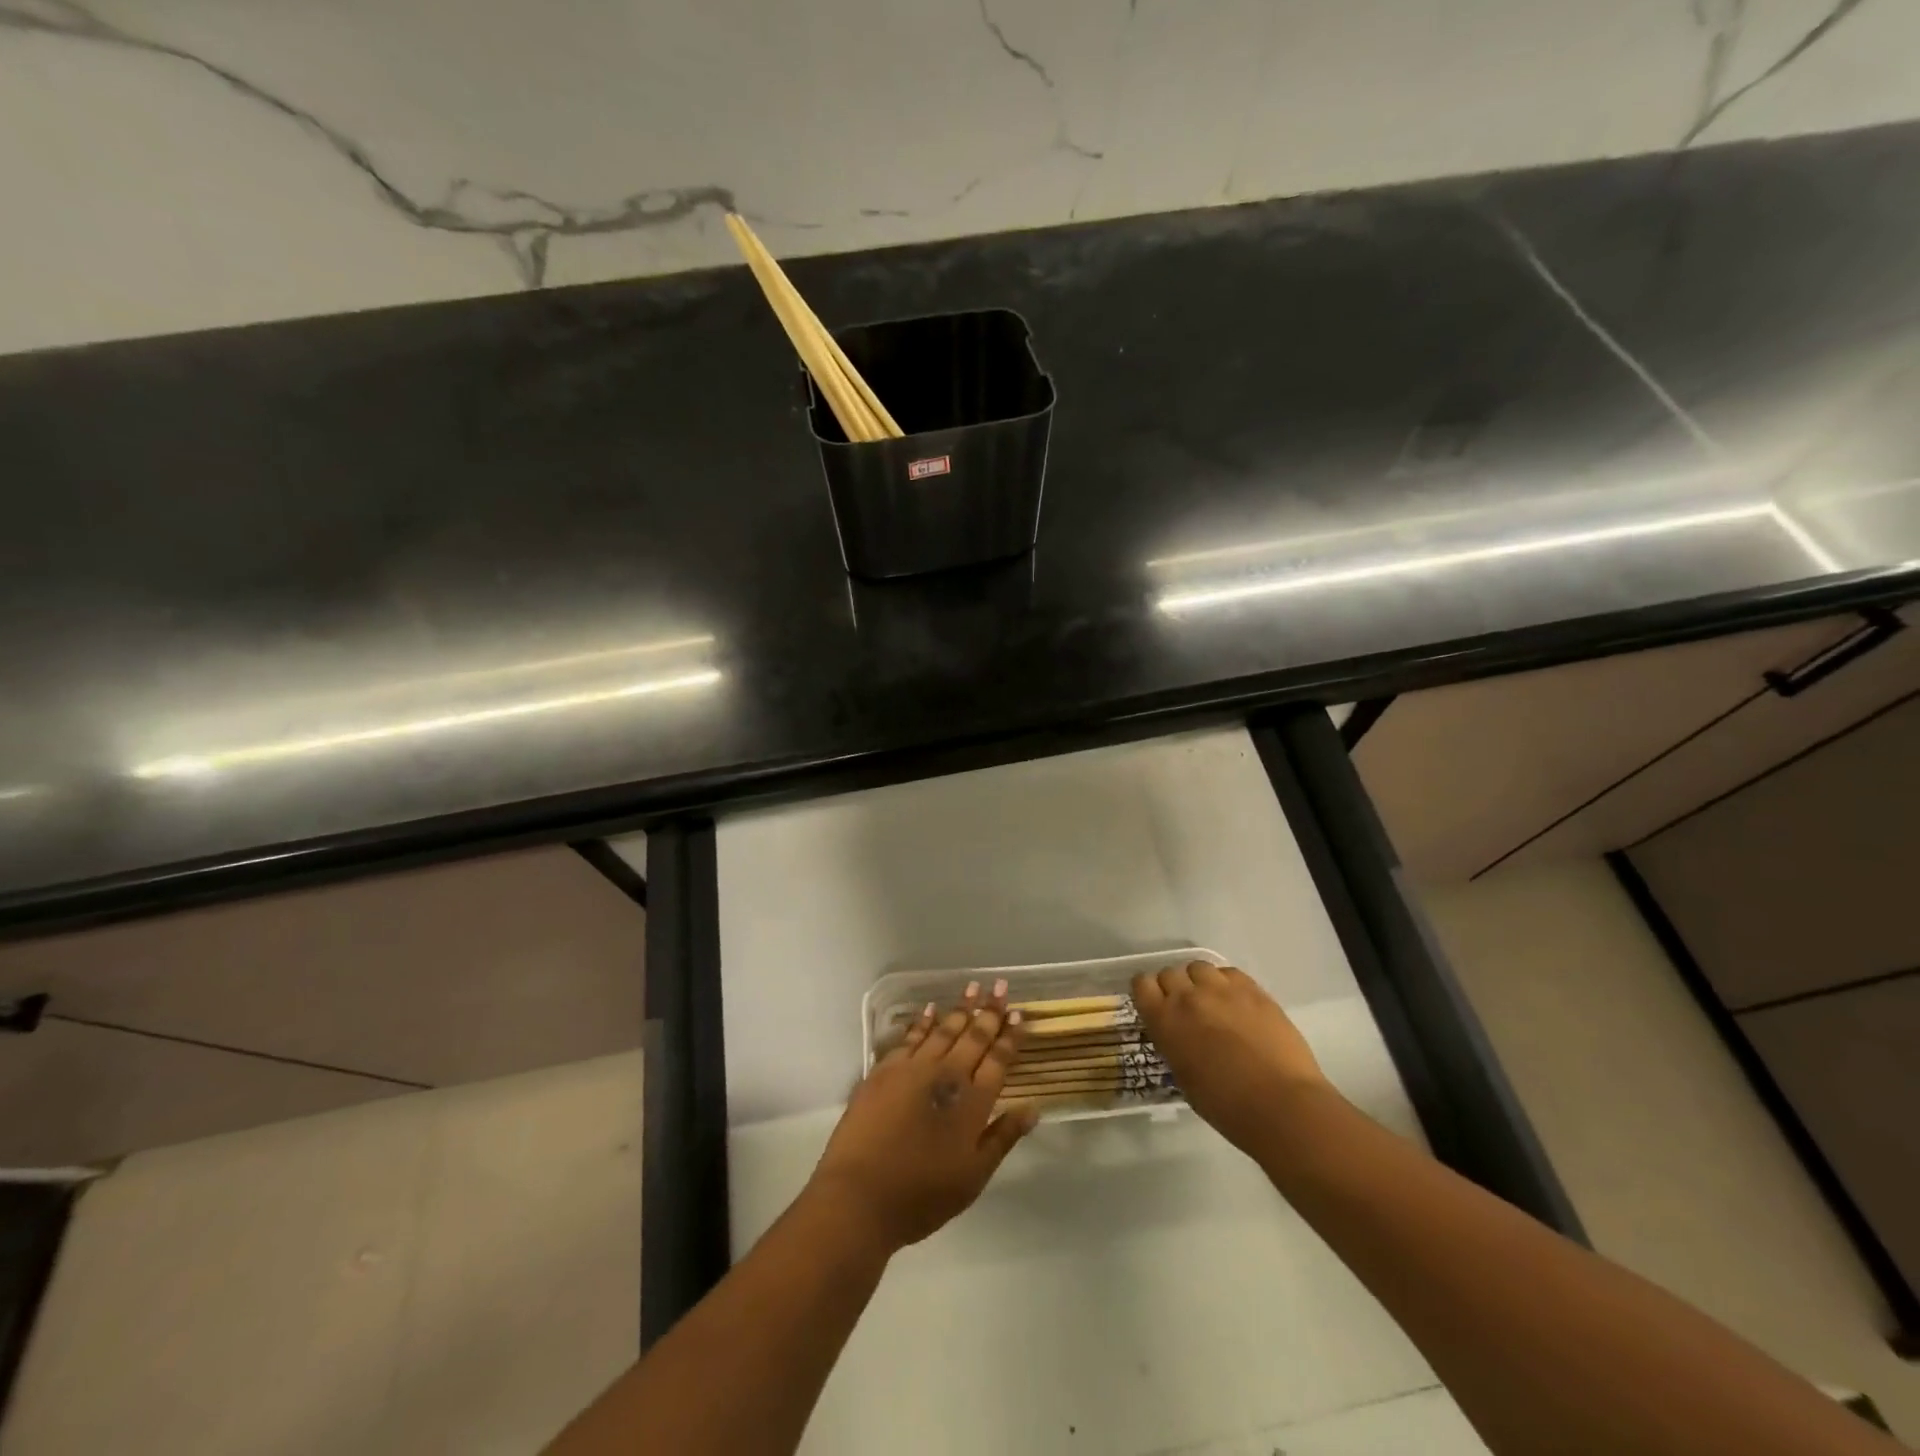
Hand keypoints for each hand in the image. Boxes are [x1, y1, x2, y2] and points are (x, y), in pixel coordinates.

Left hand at [810, 981, 1038, 1252]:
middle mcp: (946, 1076)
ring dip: (960, 1009)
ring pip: (943, 1030)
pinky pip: (910, 1037)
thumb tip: (1033, 1108)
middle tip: (1000, 987)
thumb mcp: (973, 1177)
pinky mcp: (884, 1070)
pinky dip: (923, 1022)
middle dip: (990, 1012)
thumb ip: (1002, 1137)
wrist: (860, 1196)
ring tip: (973, 987)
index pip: (997, 1060)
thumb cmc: (922, 1195)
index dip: (1010, 1037)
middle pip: (973, 1037)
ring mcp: (913, 1069)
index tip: (1019, 1015)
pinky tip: (930, 1010)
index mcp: (972, 1102)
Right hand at [1131, 961, 1330, 1157]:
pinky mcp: (1252, 989)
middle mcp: (1188, 997)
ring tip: (1213, 1002)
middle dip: (1174, 987)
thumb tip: (1179, 1036)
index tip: (1156, 1004)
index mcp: (1164, 1020)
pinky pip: (1229, 973)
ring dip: (1200, 982)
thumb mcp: (1183, 1077)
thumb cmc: (1225, 1105)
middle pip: (1170, 972)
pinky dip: (1227, 984)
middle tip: (1187, 1009)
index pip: (1142, 984)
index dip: (1148, 992)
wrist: (1280, 1104)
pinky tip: (1237, 1003)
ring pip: (1199, 967)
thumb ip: (1174, 1045)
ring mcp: (1221, 989)